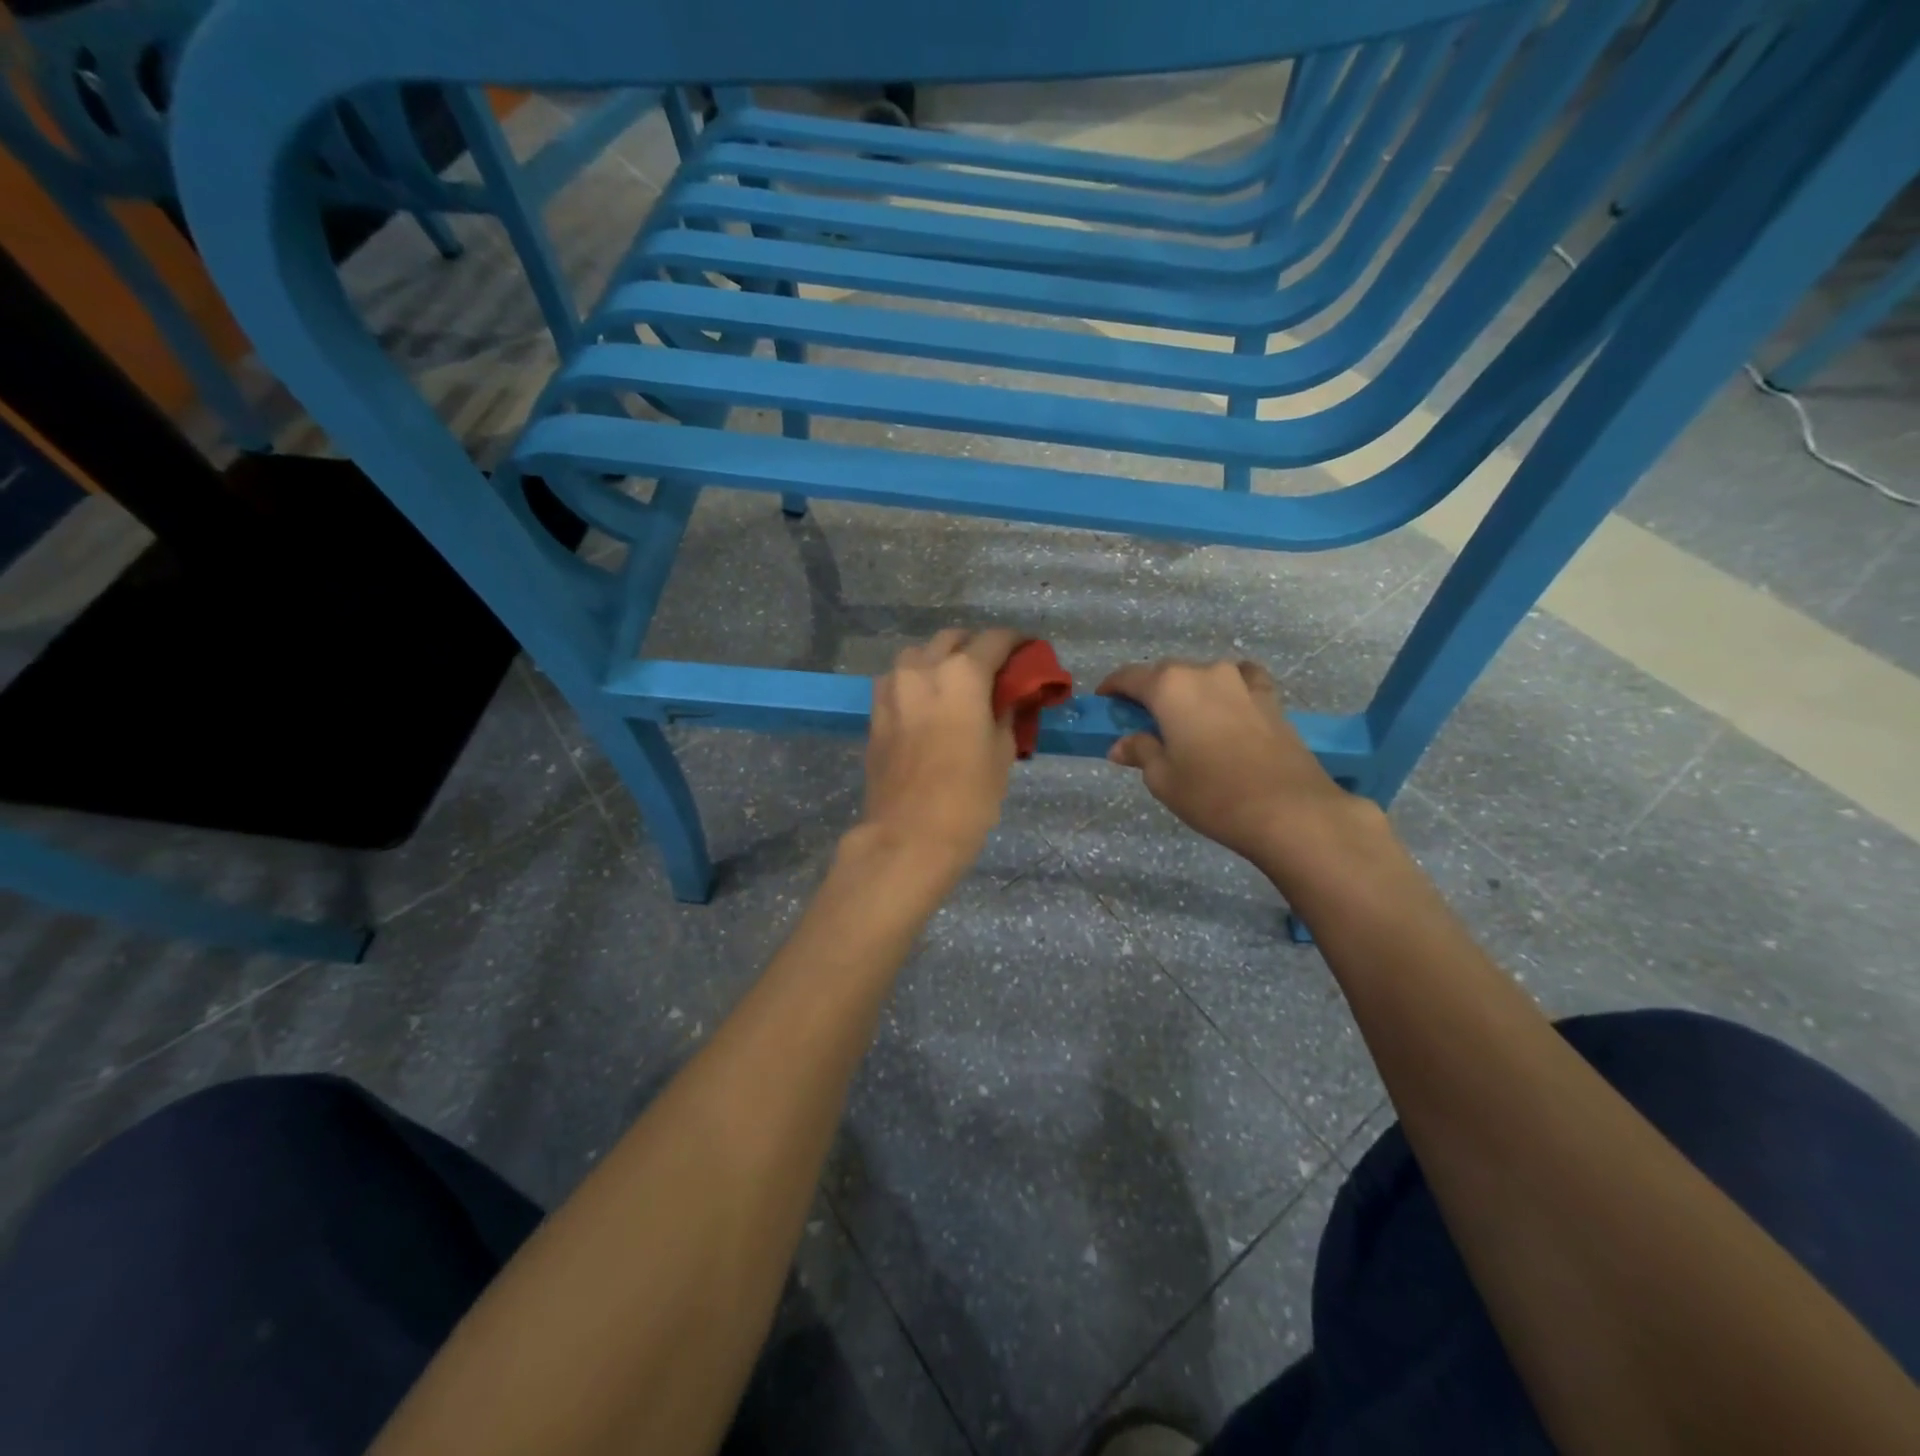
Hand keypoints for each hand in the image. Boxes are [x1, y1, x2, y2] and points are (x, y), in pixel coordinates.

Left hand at [855, 628, 1022, 883]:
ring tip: (958, 685)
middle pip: (953, 639)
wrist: (908, 835)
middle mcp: (923, 668)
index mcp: (962, 673)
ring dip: (941, 659)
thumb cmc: (967, 797)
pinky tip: (929, 703)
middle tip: (994, 670)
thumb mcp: (1001, 753)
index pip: (995, 640)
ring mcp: (893, 687)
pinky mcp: (875, 711)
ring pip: (919, 654)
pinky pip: (898, 679)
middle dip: (976, 647)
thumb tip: (1009, 697)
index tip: (1028, 652)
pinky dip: (917, 680)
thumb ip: (1006, 713)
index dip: (1017, 643)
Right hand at [1098, 658, 1370, 870]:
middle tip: (1141, 719)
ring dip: (1189, 690)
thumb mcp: (1163, 779)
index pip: (1130, 676)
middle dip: (1150, 691)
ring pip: (1204, 675)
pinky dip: (1229, 687)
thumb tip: (1122, 745)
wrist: (1289, 810)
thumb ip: (1141, 752)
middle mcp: (1205, 673)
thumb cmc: (1212, 794)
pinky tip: (1229, 704)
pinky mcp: (1270, 698)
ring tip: (1186, 717)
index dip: (1113, 687)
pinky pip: (1242, 680)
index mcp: (1170, 687)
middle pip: (1167, 673)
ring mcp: (1242, 682)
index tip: (1104, 701)